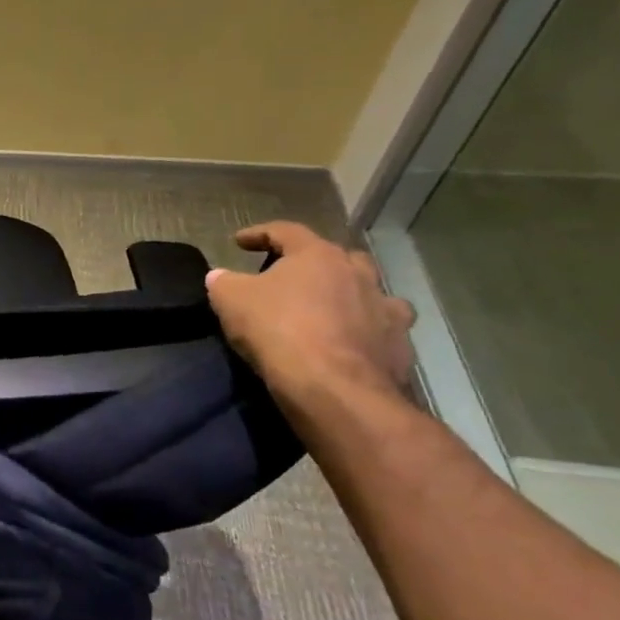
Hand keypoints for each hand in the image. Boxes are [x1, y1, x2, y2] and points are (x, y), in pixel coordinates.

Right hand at [205, 222, 416, 402]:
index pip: (286, 231)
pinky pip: (381, 328)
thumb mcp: (230, 299)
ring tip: (327, 307)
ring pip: (369, 290)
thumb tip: (219, 276)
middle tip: (291, 275)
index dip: (259, 233)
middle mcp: (358, 273)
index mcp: (317, 255)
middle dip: (313, 261)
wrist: (332, 387)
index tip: (239, 241)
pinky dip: (365, 330)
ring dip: (348, 294)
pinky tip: (349, 341)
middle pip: (336, 256)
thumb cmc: (277, 329)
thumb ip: (223, 282)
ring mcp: (385, 308)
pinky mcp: (399, 344)